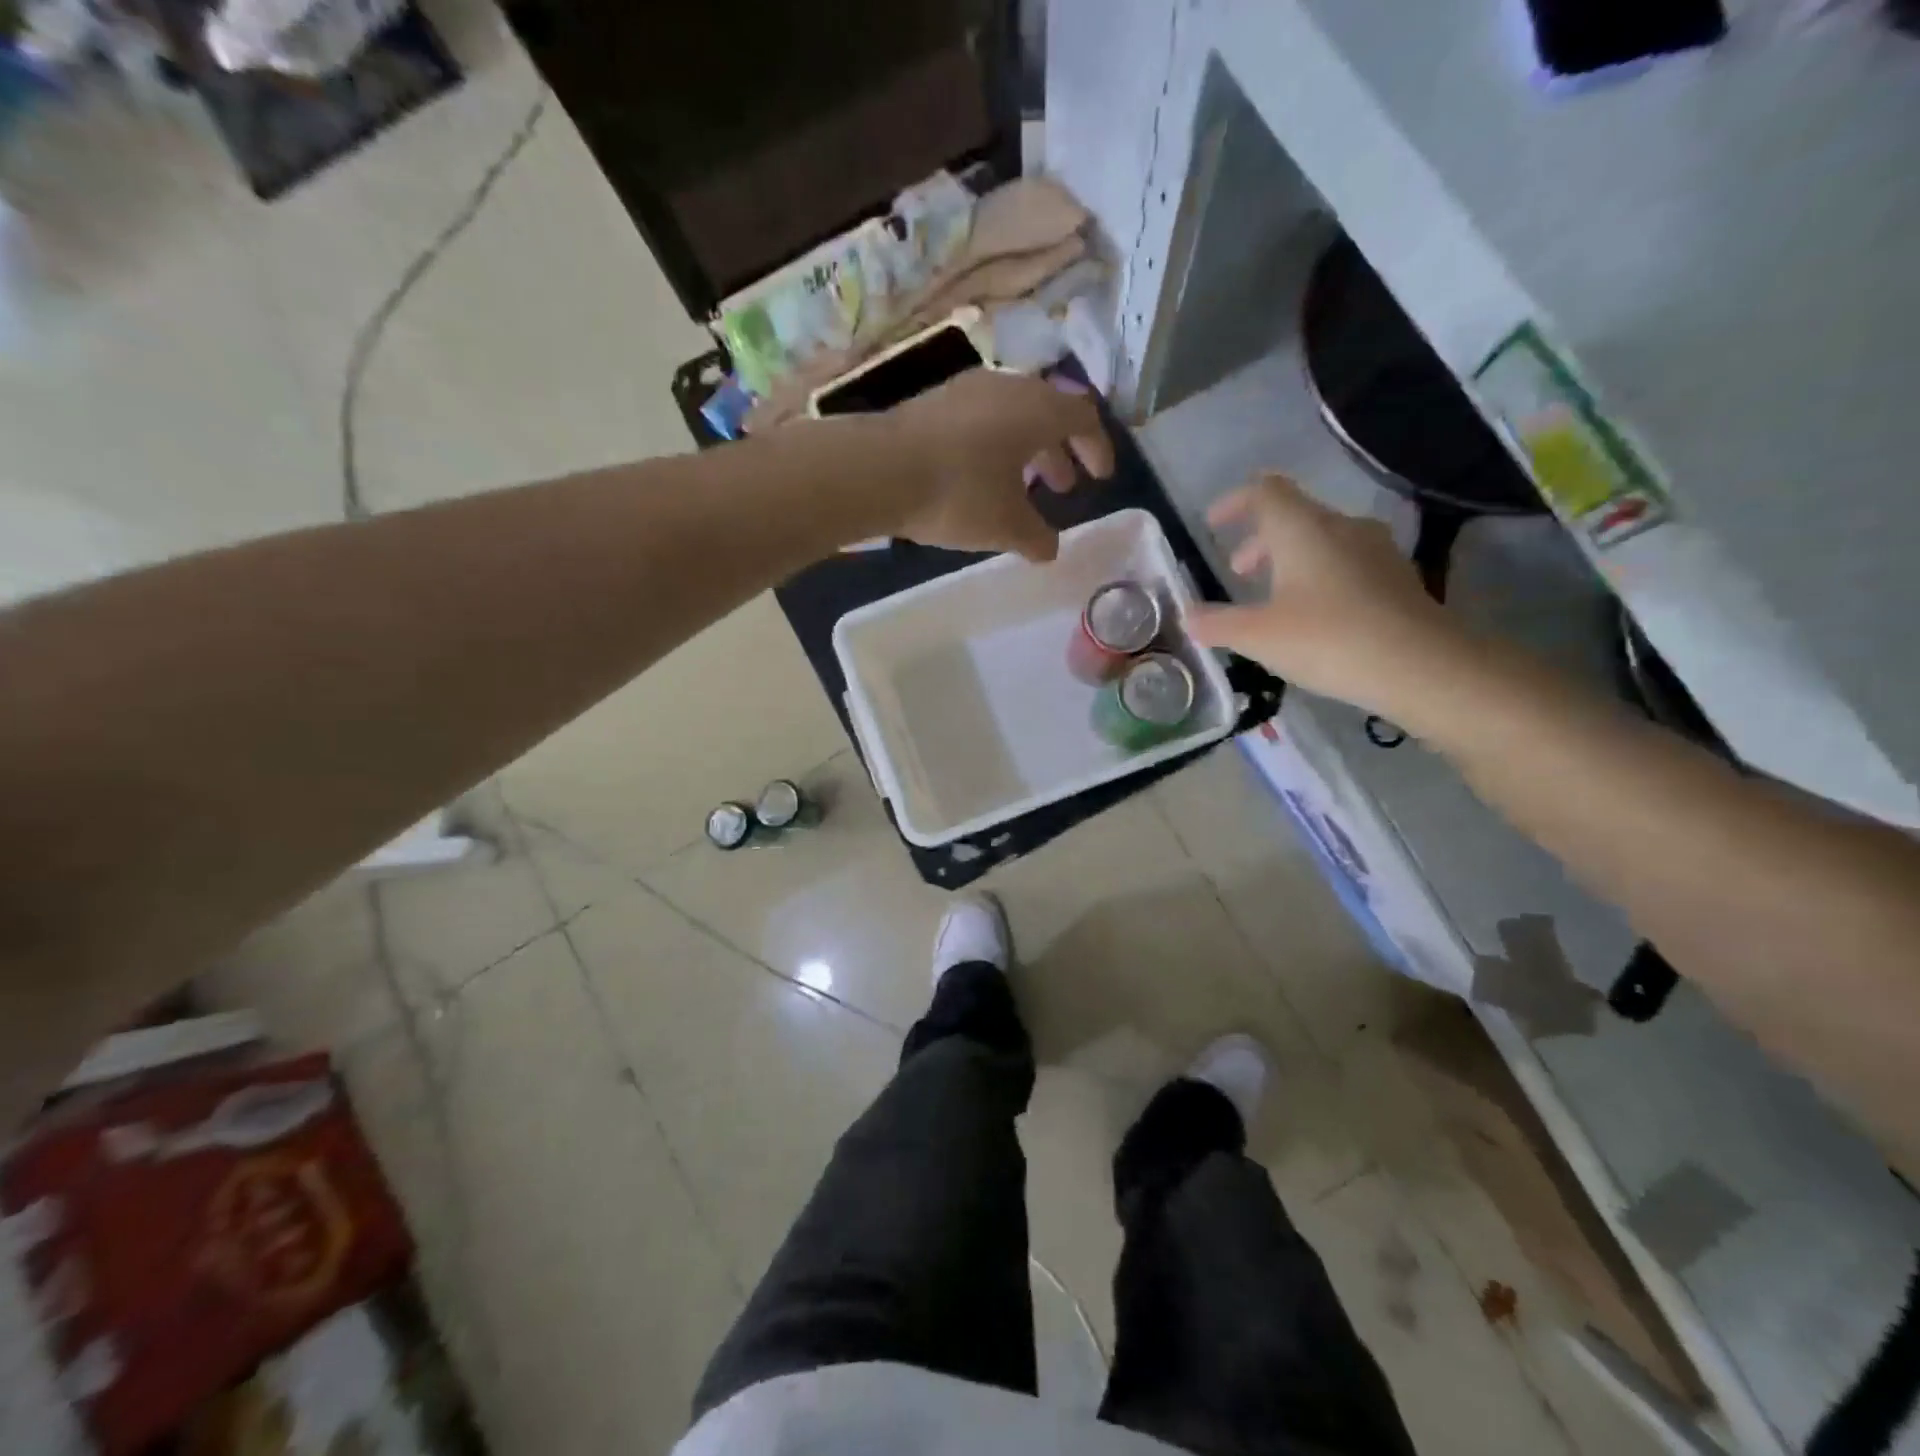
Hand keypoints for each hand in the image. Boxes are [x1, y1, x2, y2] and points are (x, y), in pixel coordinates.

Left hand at [875, 369, 1114, 560]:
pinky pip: (979, 420)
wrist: (877, 470)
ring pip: (1010, 416)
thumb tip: (1050, 549)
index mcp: (1036, 409)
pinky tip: (978, 478)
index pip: (1082, 417)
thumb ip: (1037, 538)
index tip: (1099, 477)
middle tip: (1062, 488)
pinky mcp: (932, 403)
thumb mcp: (1006, 526)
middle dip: (1059, 453)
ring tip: (1021, 488)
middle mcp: (1005, 388)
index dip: (1097, 447)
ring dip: (1025, 451)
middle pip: (1046, 413)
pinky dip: (993, 447)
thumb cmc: (958, 494)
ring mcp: (965, 390)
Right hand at [1190, 474, 1480, 720]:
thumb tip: (1188, 616)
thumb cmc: (1329, 640)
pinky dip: (1319, 576)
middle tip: (1238, 572)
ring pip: (1322, 540)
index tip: (1213, 523)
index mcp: (1303, 529)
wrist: (1423, 666)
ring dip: (1290, 559)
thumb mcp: (1258, 637)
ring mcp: (1376, 550)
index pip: (1265, 491)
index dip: (1235, 502)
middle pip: (1294, 516)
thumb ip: (1217, 624)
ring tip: (1273, 597)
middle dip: (1260, 540)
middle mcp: (1341, 527)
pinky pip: (1347, 562)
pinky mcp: (1397, 577)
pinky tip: (1315, 615)